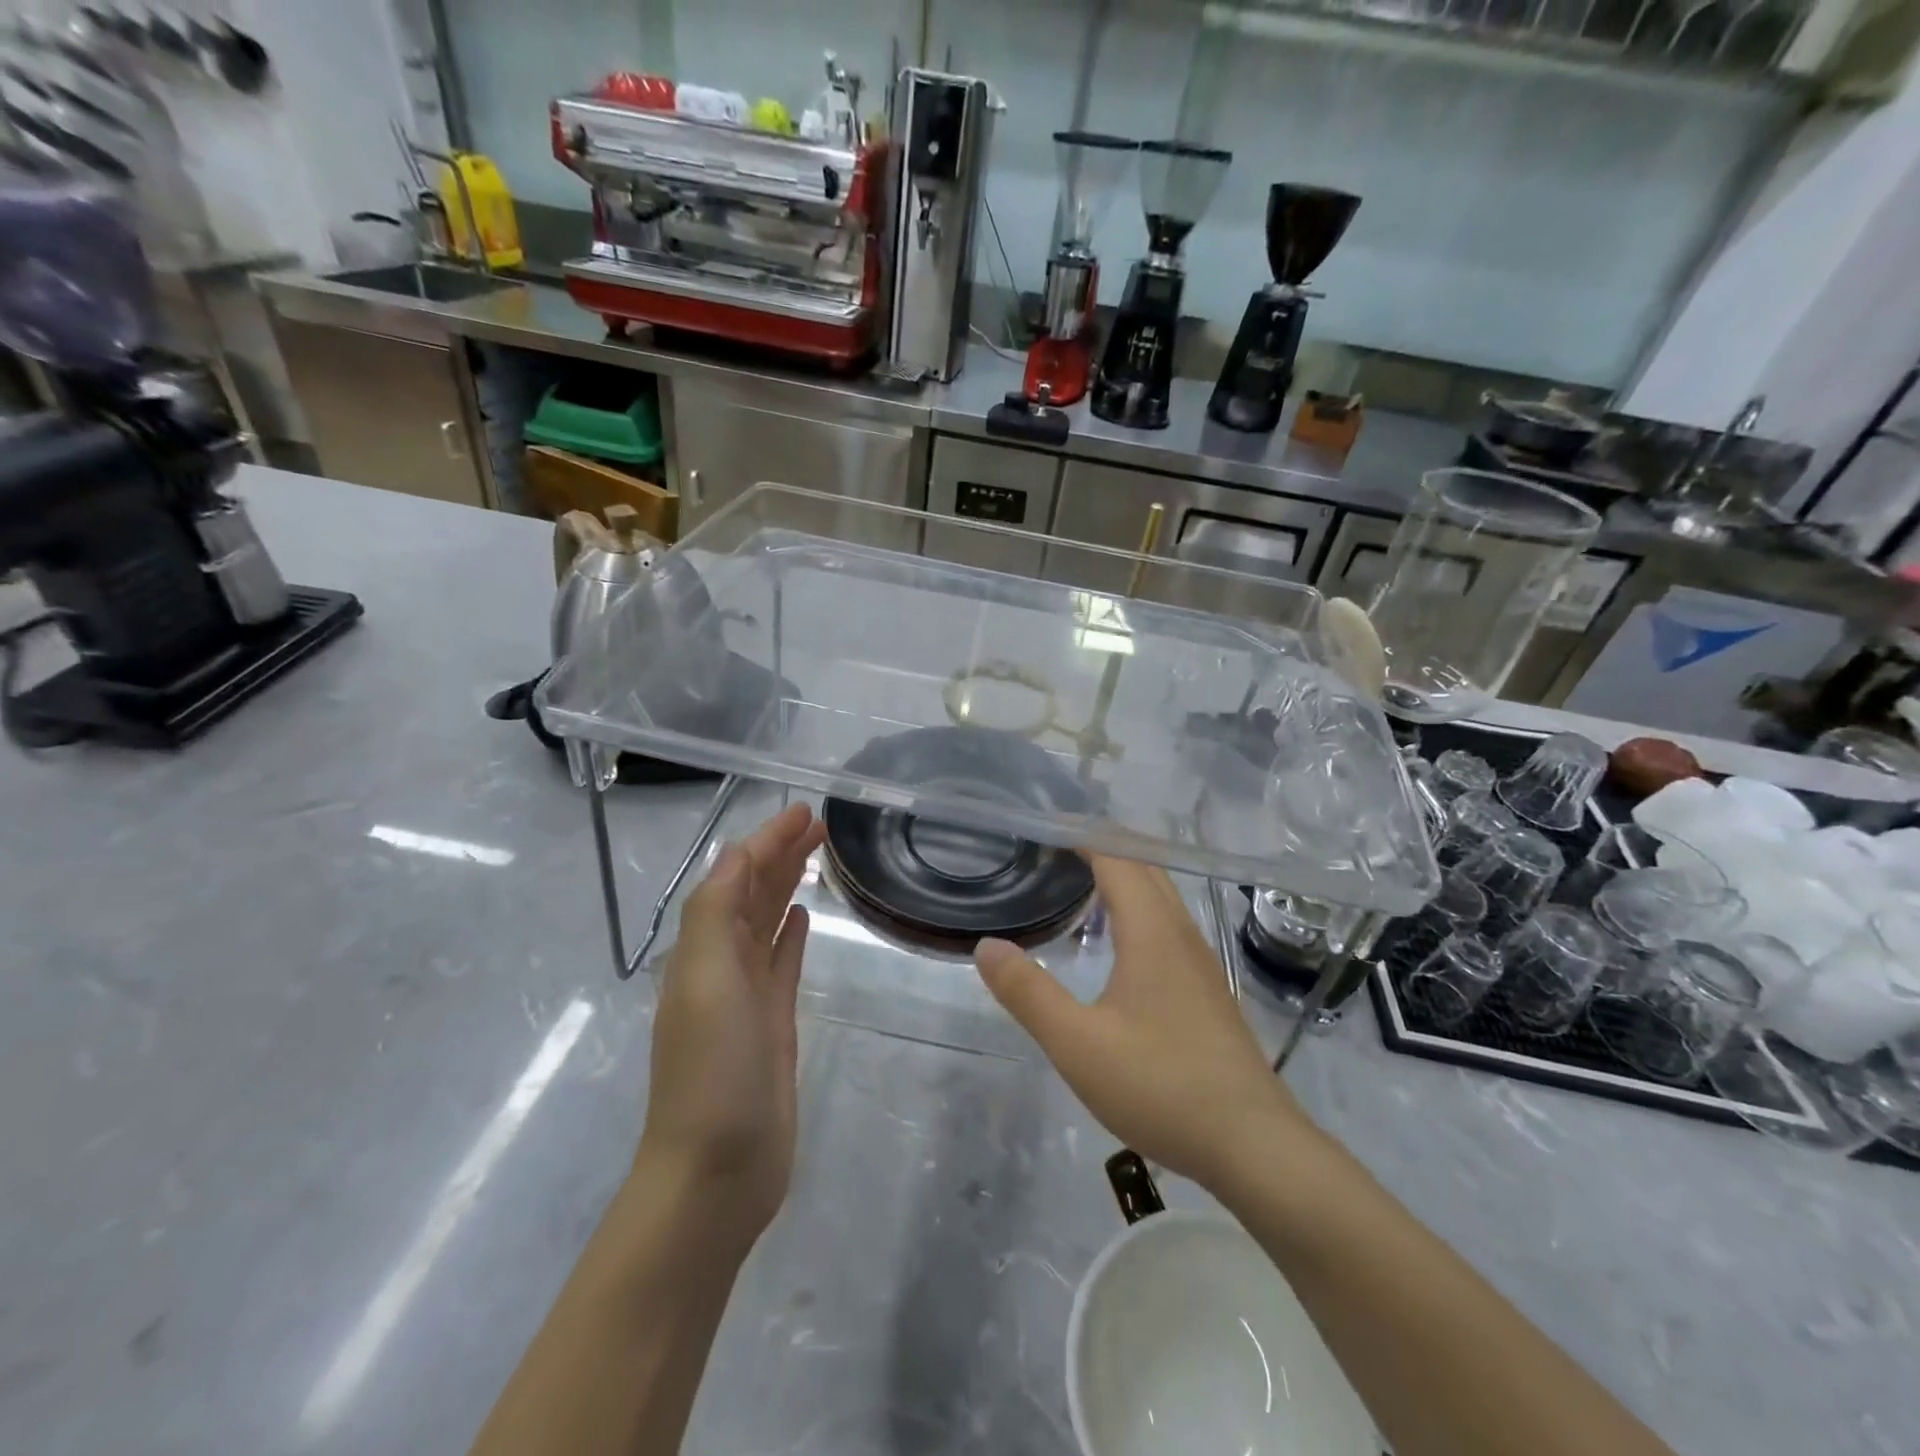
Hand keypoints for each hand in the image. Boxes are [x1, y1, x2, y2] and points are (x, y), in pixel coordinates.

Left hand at [638, 802, 826, 1244]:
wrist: (719, 1168)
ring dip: (788, 885)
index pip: (736, 876)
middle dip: (781, 854)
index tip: (804, 810)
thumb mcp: (706, 978)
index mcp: (703, 948)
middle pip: (754, 893)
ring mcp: (748, 994)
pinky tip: (804, 916)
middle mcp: (722, 963)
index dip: (767, 840)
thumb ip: (716, 911)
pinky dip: (791, 934)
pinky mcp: (774, 1022)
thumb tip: (739, 853)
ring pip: (770, 921)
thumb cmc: (713, 1068)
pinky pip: (782, 962)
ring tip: (816, 855)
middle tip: (821, 824)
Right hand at [974, 855, 1310, 1189]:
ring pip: (1161, 895)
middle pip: (1143, 868)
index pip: (1117, 858)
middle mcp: (1180, 933)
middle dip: (1102, 846)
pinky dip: (1137, 906)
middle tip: (1054, 844)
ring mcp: (1199, 961)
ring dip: (1123, 875)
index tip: (1046, 824)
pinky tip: (1118, 940)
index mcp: (1152, 932)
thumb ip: (1029, 993)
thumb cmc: (1162, 1086)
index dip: (1083, 834)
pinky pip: (1167, 923)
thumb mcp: (1078, 1044)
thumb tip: (987, 946)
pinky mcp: (1206, 988)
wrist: (1254, 1145)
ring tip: (1079, 879)